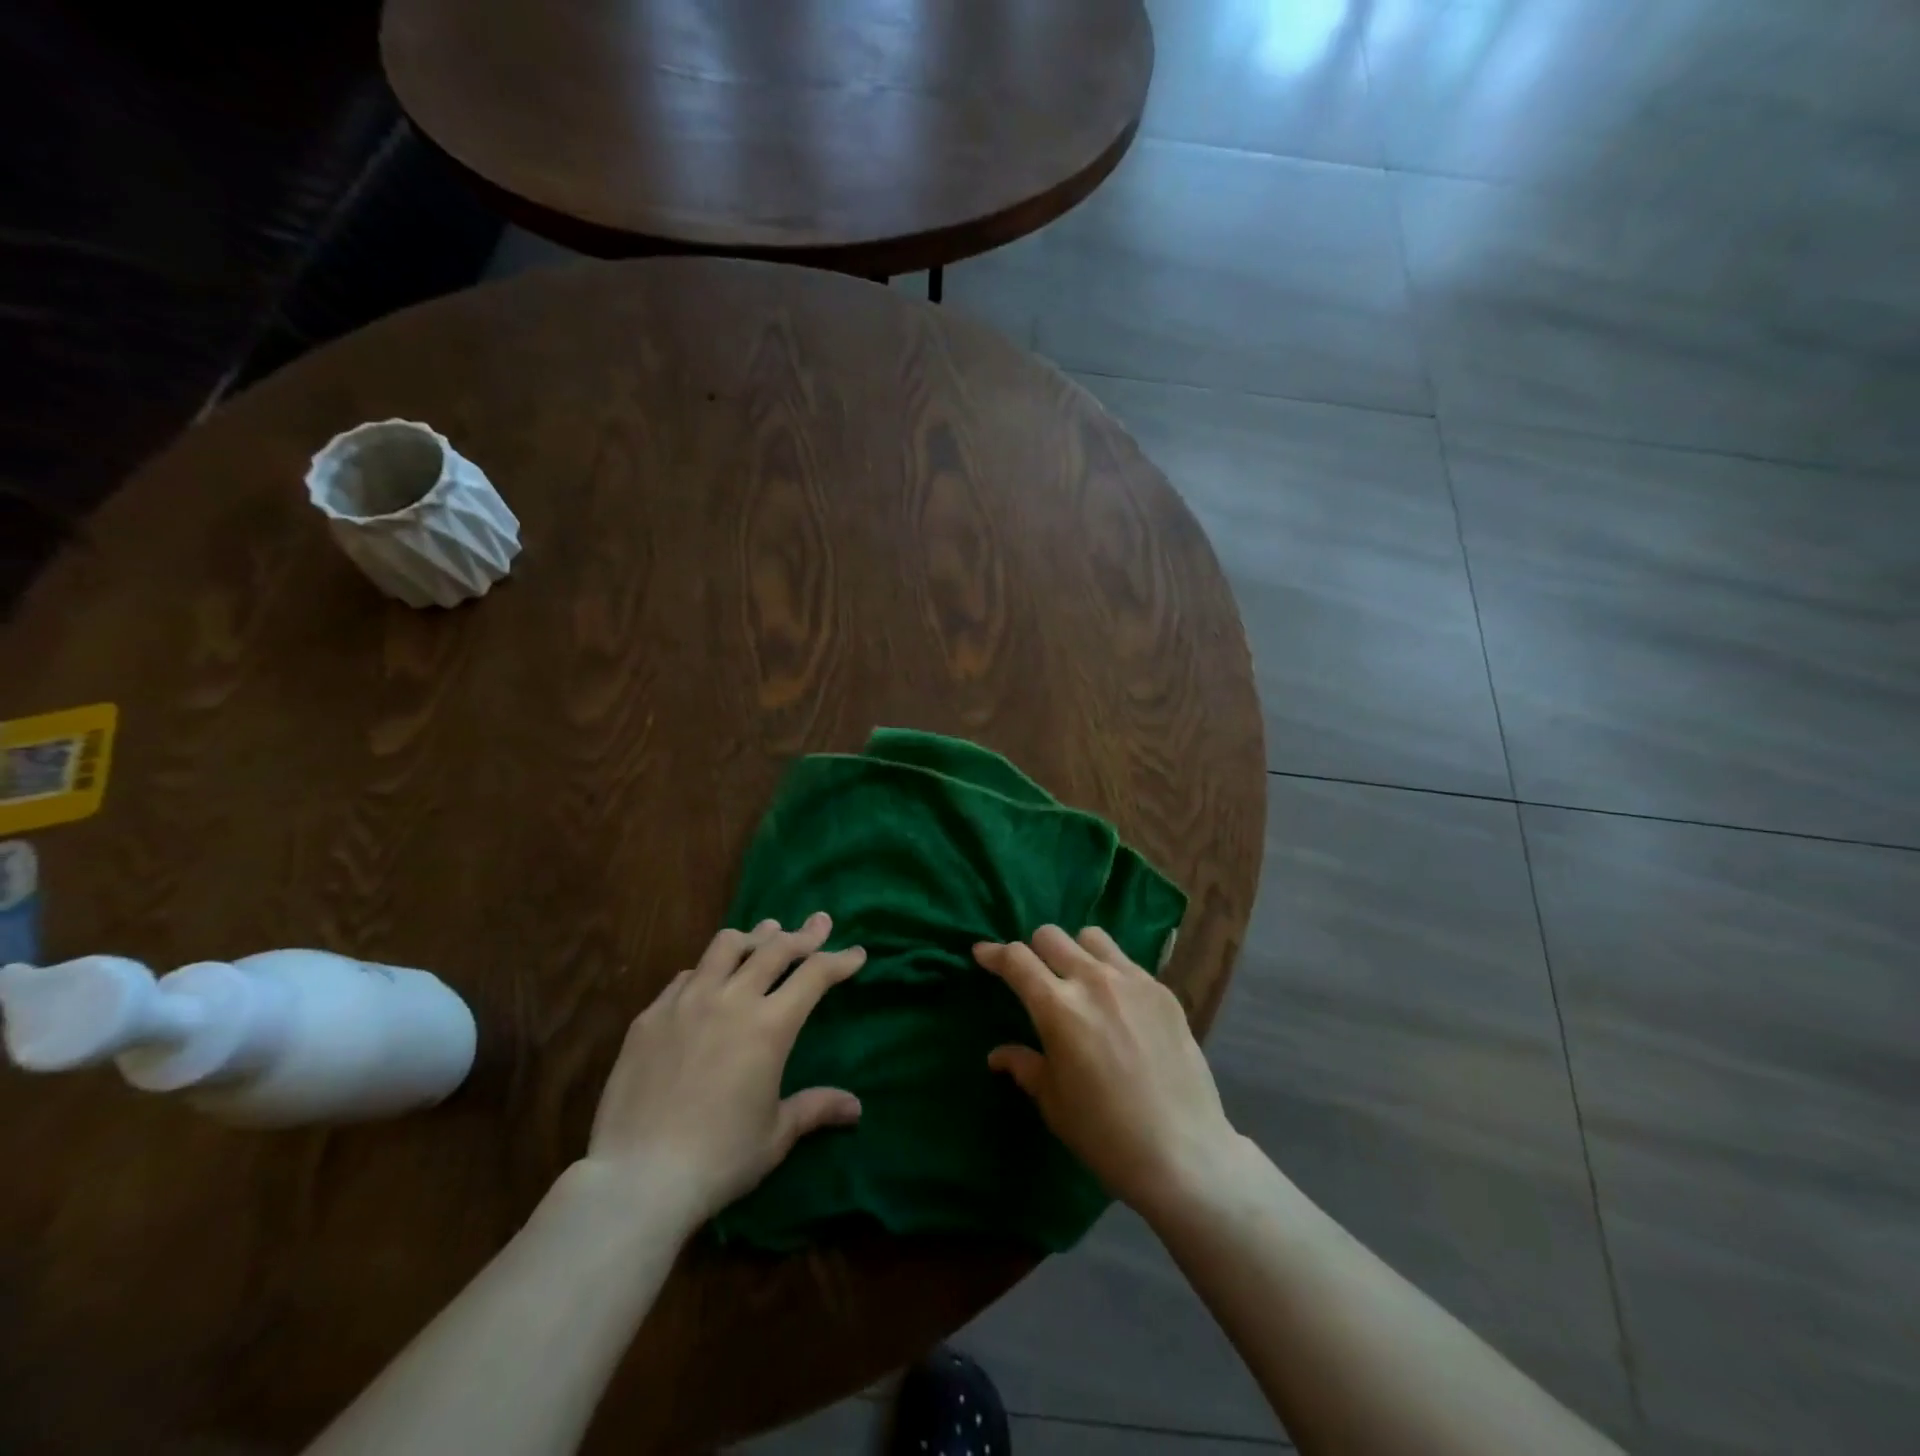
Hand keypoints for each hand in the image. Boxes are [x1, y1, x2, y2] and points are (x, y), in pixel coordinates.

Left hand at [582, 914, 865, 1228]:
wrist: (638, 1178)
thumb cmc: (719, 1160)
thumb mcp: (775, 1135)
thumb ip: (815, 1108)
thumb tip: (856, 1108)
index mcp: (769, 1026)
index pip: (815, 975)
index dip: (840, 960)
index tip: (856, 953)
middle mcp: (731, 1000)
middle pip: (775, 948)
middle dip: (803, 934)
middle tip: (819, 924)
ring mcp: (686, 1003)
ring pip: (725, 947)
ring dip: (753, 937)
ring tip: (765, 936)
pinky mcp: (650, 1016)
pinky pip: (686, 976)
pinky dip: (708, 970)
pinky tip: (708, 982)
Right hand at [976, 925, 1241, 1215]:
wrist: (1183, 1152)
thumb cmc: (1105, 1134)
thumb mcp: (1053, 1102)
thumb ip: (1025, 1066)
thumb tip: (998, 1055)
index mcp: (1058, 1008)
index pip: (1017, 959)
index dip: (994, 953)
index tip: (983, 953)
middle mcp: (1093, 981)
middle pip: (1051, 936)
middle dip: (1033, 950)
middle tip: (1034, 976)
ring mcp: (1132, 981)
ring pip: (1092, 937)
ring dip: (1075, 951)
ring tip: (1077, 979)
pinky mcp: (1162, 991)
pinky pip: (1126, 962)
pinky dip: (1110, 971)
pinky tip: (1117, 1004)